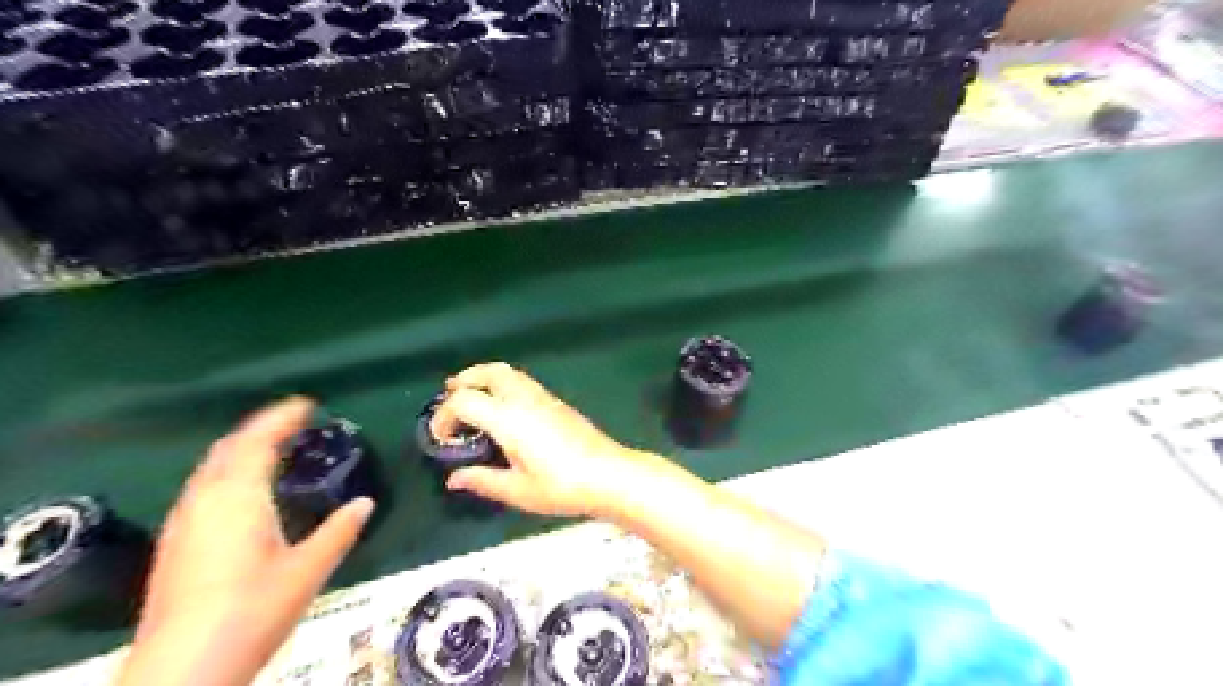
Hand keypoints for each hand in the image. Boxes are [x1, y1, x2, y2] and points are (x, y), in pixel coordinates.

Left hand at [121, 396, 376, 684]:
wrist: (181, 672)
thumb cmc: (252, 612)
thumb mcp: (308, 570)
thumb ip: (339, 531)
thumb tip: (365, 502)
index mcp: (238, 498)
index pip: (257, 442)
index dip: (281, 418)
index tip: (307, 403)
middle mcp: (205, 501)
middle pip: (227, 449)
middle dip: (259, 428)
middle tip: (292, 421)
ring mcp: (184, 523)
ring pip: (210, 468)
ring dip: (240, 449)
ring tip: (272, 447)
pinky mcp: (175, 544)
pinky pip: (203, 487)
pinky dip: (227, 471)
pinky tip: (243, 491)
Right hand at [432, 363, 660, 516]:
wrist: (609, 475)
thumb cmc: (561, 486)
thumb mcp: (517, 490)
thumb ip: (482, 480)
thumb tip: (454, 478)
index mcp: (508, 418)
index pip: (465, 401)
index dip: (444, 416)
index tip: (440, 438)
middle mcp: (524, 399)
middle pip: (489, 372)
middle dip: (465, 379)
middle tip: (449, 393)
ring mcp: (544, 397)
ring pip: (508, 373)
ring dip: (484, 378)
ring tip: (472, 396)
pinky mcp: (557, 402)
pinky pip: (522, 381)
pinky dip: (502, 384)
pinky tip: (503, 408)